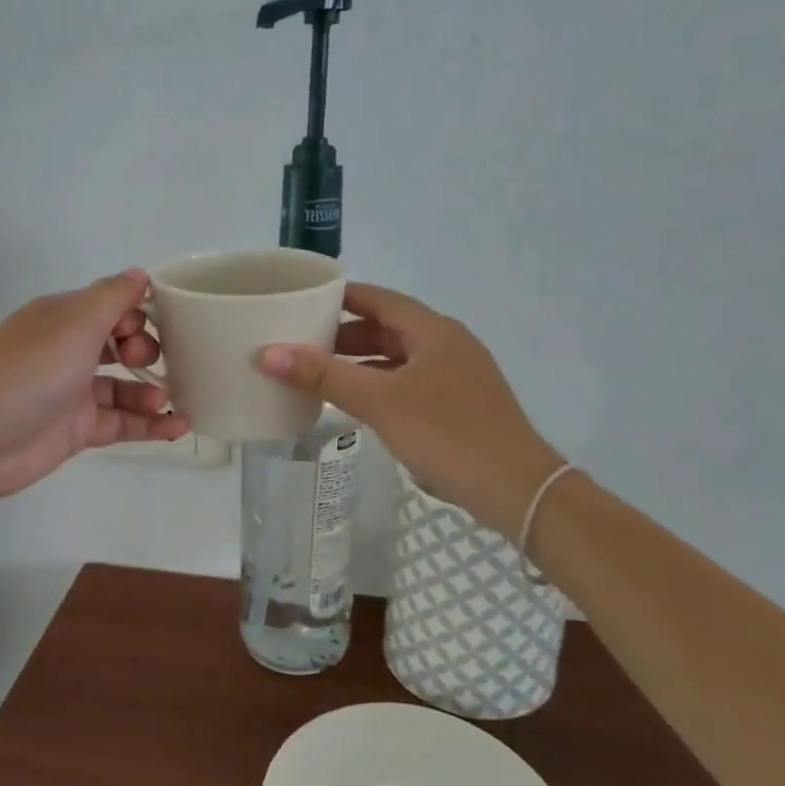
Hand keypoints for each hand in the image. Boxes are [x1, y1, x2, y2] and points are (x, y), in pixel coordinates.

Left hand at [0, 270, 189, 502]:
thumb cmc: (31, 371)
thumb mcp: (76, 322)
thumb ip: (114, 296)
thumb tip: (140, 274)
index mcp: (62, 318)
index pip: (110, 305)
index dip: (137, 313)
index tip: (157, 325)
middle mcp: (67, 351)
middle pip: (119, 345)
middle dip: (146, 350)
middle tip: (151, 362)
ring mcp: (71, 393)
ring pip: (123, 387)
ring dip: (151, 391)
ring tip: (169, 399)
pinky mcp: (76, 430)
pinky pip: (121, 422)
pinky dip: (149, 425)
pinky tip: (179, 427)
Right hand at [260, 283, 561, 528]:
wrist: (516, 488)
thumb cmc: (446, 433)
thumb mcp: (379, 401)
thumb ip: (323, 376)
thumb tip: (268, 353)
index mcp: (432, 330)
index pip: (377, 298)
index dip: (338, 297)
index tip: (300, 301)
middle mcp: (447, 343)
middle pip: (387, 327)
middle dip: (343, 334)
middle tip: (300, 344)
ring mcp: (457, 375)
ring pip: (398, 358)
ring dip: (360, 362)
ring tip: (318, 375)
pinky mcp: (459, 404)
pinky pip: (409, 382)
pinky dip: (379, 385)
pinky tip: (356, 405)